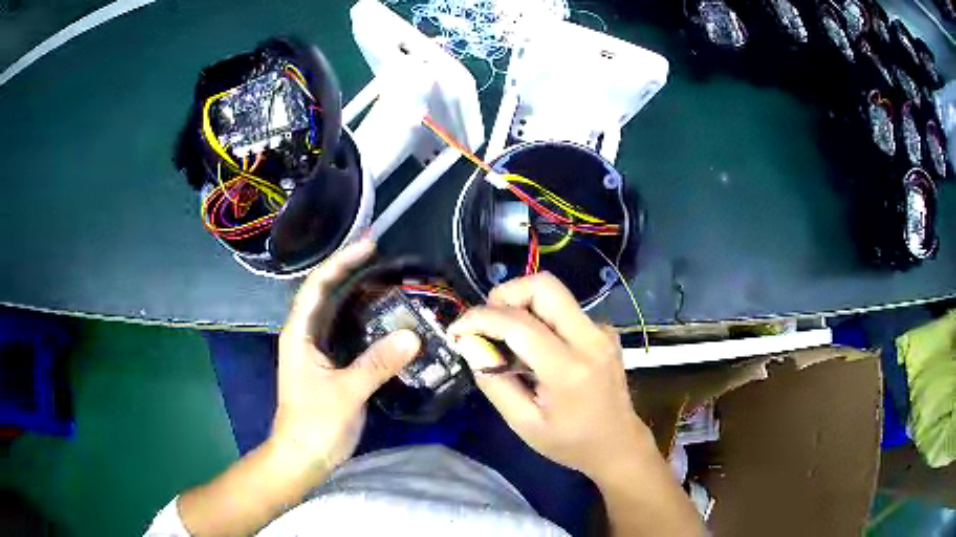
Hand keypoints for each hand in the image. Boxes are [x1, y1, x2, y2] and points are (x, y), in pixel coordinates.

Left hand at [271, 238, 420, 478]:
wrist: (303, 457)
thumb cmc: (314, 424)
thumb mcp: (346, 393)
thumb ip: (377, 363)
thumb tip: (413, 334)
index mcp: (299, 334)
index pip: (317, 286)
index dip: (341, 262)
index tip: (369, 245)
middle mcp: (306, 335)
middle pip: (326, 293)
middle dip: (350, 271)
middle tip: (383, 255)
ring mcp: (317, 351)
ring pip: (336, 313)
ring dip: (357, 294)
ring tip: (387, 279)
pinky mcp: (329, 366)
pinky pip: (347, 333)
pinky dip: (364, 320)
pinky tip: (384, 318)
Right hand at [448, 273, 651, 479]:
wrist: (618, 443)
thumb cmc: (569, 442)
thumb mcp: (523, 423)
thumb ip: (493, 382)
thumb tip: (470, 344)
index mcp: (569, 368)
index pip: (518, 322)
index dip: (480, 318)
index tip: (457, 329)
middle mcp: (590, 338)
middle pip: (543, 286)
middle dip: (505, 294)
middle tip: (486, 323)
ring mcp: (601, 331)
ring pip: (554, 294)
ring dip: (521, 305)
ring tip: (506, 340)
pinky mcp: (604, 330)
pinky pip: (564, 310)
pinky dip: (540, 318)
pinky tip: (534, 349)